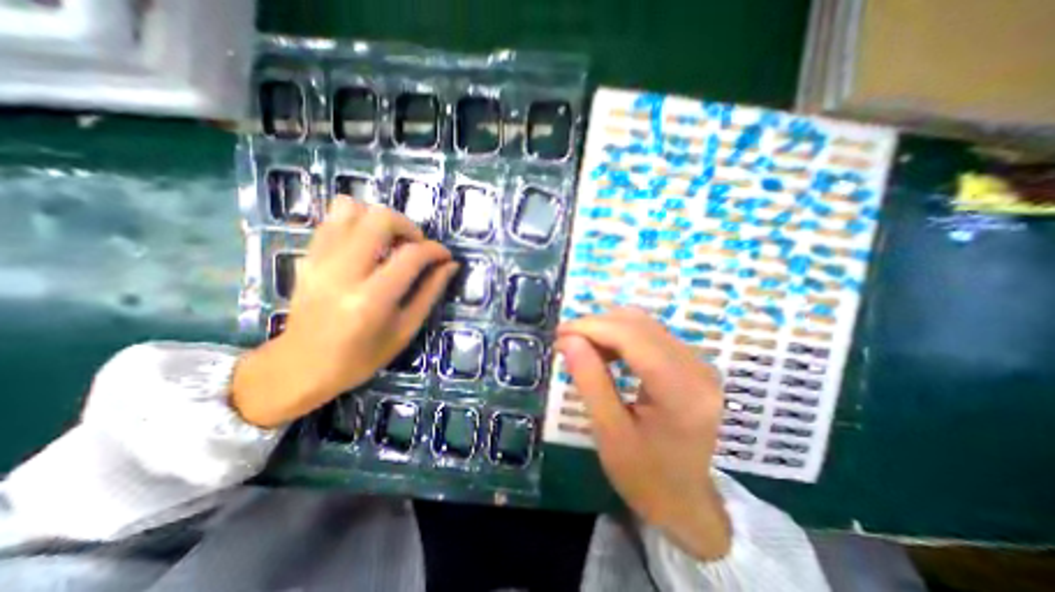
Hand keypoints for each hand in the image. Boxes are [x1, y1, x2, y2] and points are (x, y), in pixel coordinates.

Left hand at [232, 197, 454, 424]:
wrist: (300, 366)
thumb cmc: (361, 357)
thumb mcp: (405, 329)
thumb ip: (430, 292)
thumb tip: (450, 265)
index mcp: (371, 299)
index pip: (411, 255)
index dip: (435, 250)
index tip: (445, 256)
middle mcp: (343, 272)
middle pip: (380, 219)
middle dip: (408, 226)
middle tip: (416, 246)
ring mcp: (319, 261)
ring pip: (351, 208)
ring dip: (380, 220)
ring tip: (391, 242)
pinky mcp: (306, 257)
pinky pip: (332, 220)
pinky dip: (357, 223)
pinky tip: (368, 245)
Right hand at [553, 307, 735, 561]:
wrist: (686, 502)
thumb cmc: (645, 476)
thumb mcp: (609, 433)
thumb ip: (590, 381)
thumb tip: (568, 339)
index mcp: (682, 391)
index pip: (632, 337)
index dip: (592, 327)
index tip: (559, 334)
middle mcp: (698, 368)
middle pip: (639, 324)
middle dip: (597, 326)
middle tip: (567, 342)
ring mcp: (698, 363)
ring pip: (644, 324)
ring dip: (608, 329)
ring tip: (583, 349)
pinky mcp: (692, 364)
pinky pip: (651, 334)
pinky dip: (621, 336)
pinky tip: (606, 353)